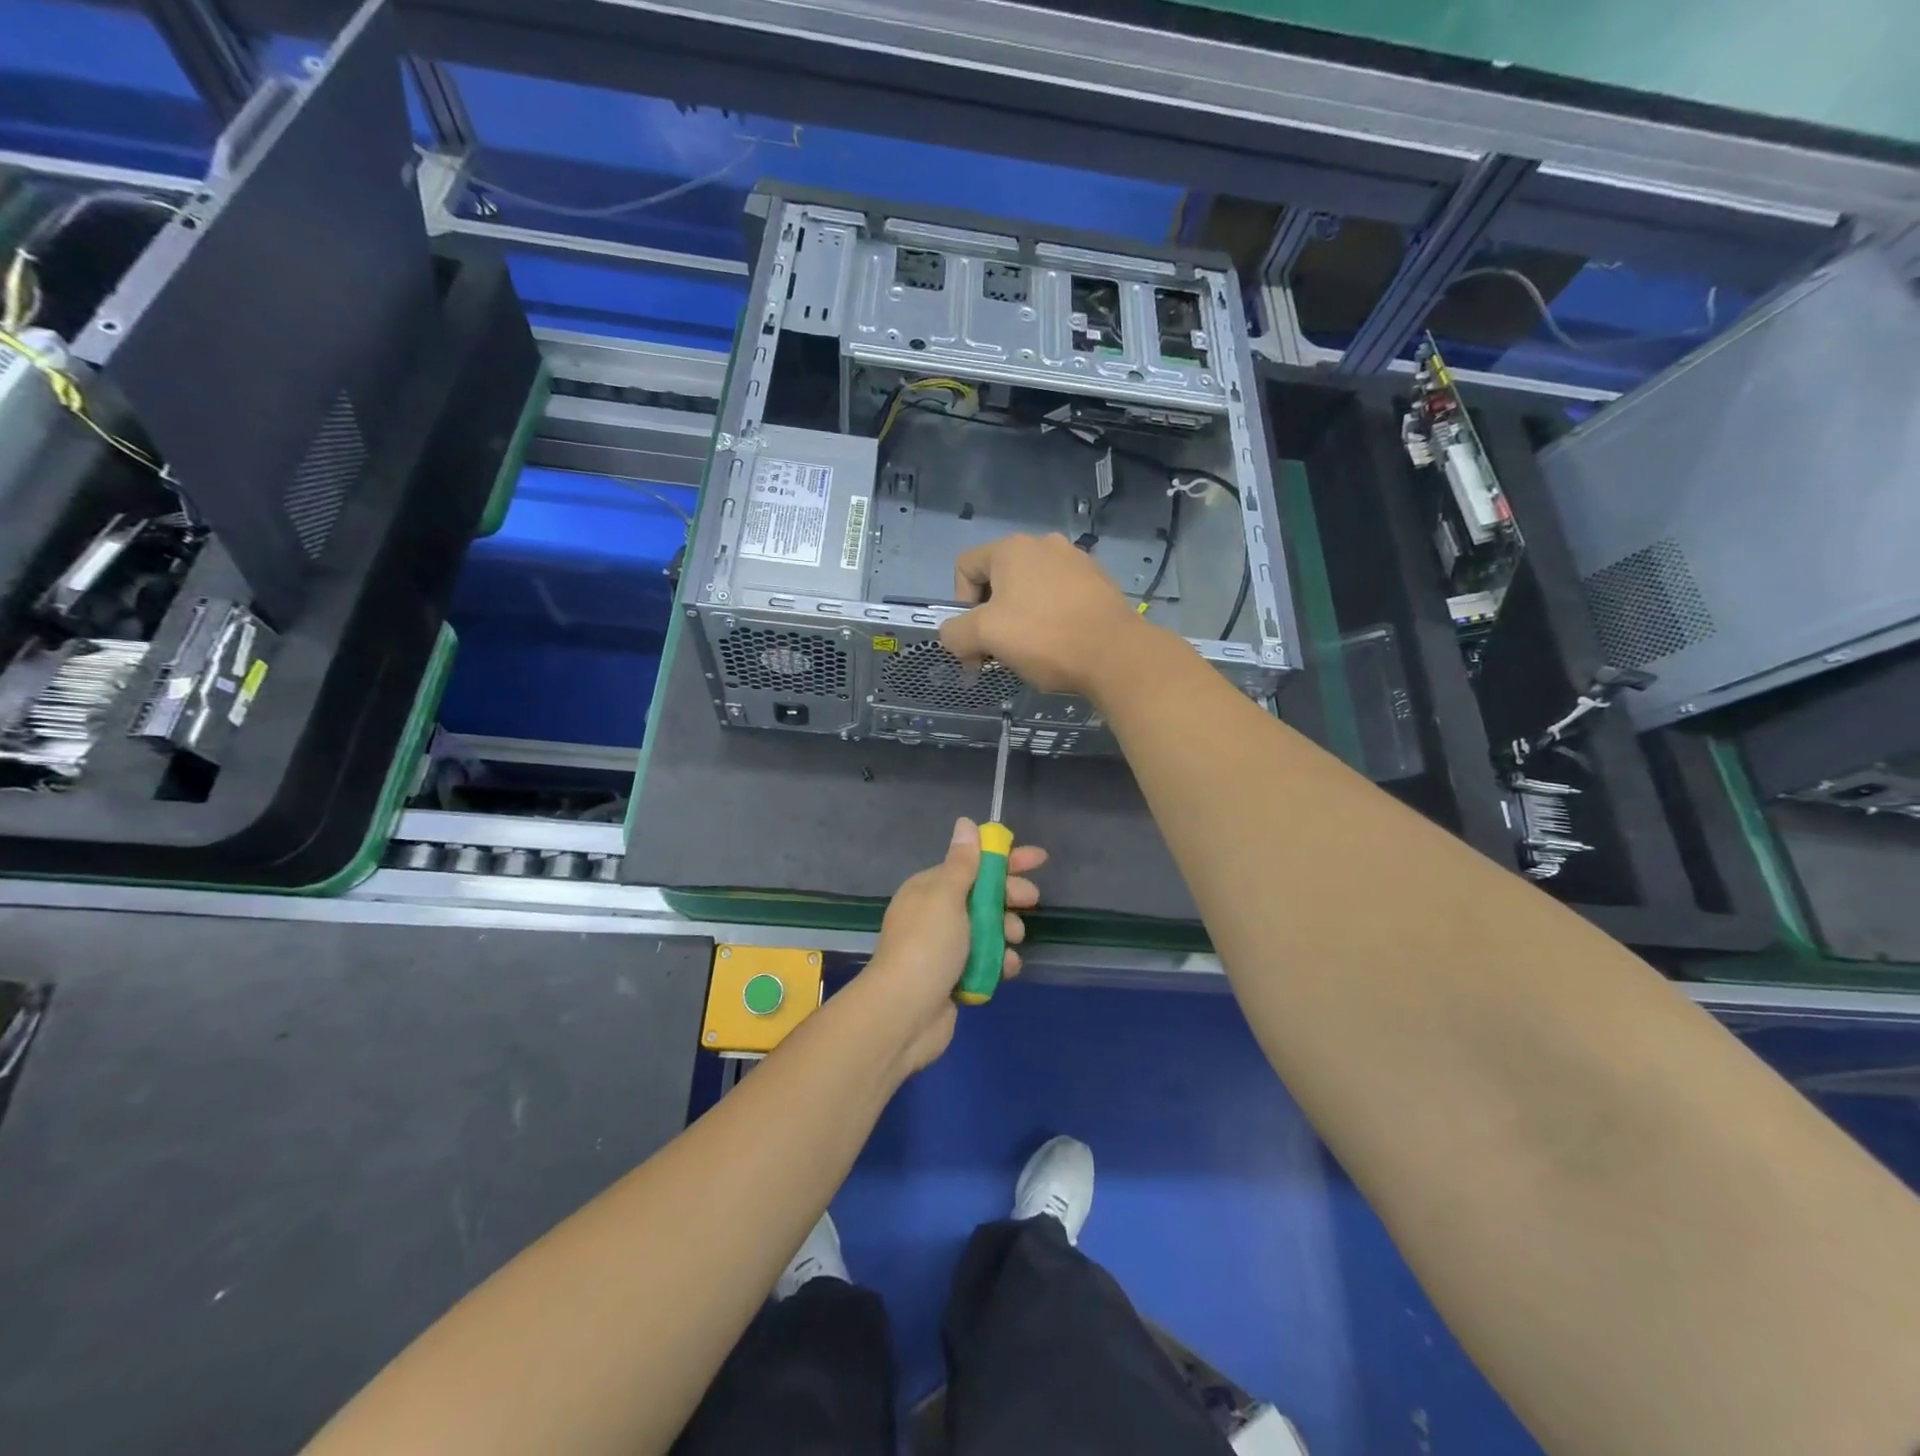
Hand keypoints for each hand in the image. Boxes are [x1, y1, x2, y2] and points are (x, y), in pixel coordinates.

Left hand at [857, 817, 1047, 1071]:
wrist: (904, 1014)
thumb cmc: (927, 945)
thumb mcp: (946, 895)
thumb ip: (962, 863)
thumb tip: (964, 823)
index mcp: (929, 889)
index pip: (971, 864)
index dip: (1004, 859)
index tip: (1038, 859)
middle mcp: (936, 915)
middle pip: (982, 896)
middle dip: (1009, 896)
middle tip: (1030, 900)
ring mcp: (945, 949)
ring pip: (988, 931)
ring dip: (1006, 931)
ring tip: (1013, 939)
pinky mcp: (954, 979)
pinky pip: (986, 962)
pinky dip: (1000, 962)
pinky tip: (1009, 967)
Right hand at [939, 533, 1149, 698]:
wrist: (1115, 654)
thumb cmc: (1044, 638)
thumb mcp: (984, 636)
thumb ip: (955, 633)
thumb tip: (955, 636)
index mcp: (1012, 548)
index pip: (965, 567)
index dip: (960, 604)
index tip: (976, 638)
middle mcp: (1044, 544)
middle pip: (998, 579)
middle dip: (991, 616)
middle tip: (999, 651)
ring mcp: (1076, 561)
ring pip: (1030, 590)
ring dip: (1020, 619)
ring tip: (1032, 651)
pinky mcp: (1099, 583)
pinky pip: (1060, 598)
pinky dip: (1051, 618)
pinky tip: (1060, 645)